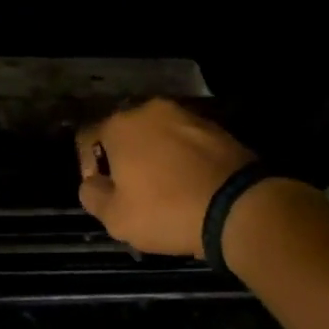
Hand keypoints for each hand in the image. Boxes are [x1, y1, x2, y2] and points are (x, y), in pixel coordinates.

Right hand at [76, 98, 256, 256]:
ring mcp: (186, 115)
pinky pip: (187, 142)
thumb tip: (92, 183)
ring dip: (156, 155)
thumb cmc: (167, 211)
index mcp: (119, 125)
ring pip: (158, 135)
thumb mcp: (116, 218)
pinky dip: (184, 157)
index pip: (88, 138)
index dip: (89, 166)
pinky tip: (192, 183)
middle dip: (125, 157)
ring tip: (167, 187)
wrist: (240, 207)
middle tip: (134, 189)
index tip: (103, 191)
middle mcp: (149, 110)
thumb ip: (92, 196)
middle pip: (126, 133)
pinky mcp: (216, 127)